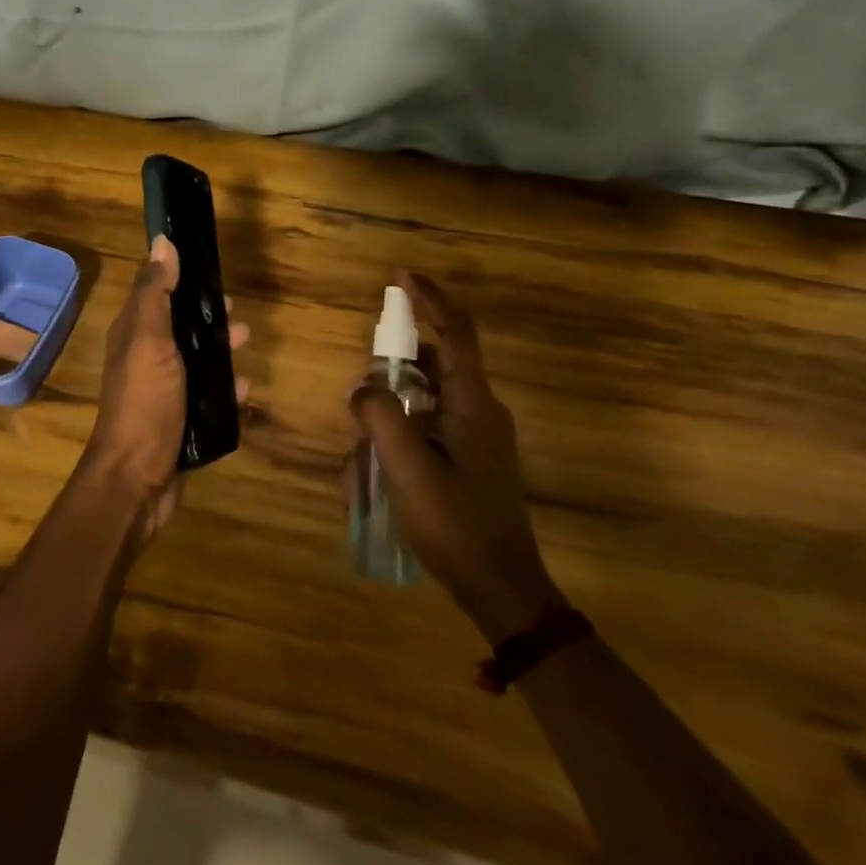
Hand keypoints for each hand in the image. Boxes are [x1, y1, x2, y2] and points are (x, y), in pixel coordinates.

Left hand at [83, 236, 249, 547]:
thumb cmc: (144, 402)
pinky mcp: (180, 420)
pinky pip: (208, 396)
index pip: (155, 291)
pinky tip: (247, 389)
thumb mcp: (149, 340)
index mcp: (133, 334)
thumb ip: (156, 293)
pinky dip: (226, 389)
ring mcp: (162, 391)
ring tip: (246, 342)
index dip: (179, 275)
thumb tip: (162, 241)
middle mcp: (145, 357)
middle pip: (178, 325)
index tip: (209, 264)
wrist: (137, 479)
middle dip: (206, 314)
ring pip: (195, 359)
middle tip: (235, 310)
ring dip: (220, 349)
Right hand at [350, 271, 563, 641]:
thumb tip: (362, 389)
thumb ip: (380, 418)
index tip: (400, 276)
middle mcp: (481, 410)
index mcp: (473, 404)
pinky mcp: (473, 459)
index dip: (429, 298)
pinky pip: (432, 426)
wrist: (503, 588)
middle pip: (437, 362)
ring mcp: (480, 436)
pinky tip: (376, 468)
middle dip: (397, 361)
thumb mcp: (408, 469)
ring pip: (430, 397)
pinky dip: (404, 432)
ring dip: (395, 405)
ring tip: (363, 440)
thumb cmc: (457, 524)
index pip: (455, 332)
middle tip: (364, 379)